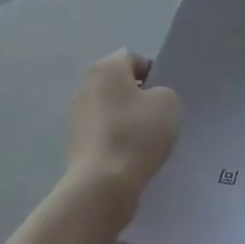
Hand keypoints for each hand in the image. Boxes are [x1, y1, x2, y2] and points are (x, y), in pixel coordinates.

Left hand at [63, 49, 181, 208]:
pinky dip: (118, 140)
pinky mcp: (76, 142)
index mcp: (106, 67)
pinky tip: (133, 156)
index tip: (167, 97)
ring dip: (129, 120)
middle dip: (140, 97)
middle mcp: (86, 85)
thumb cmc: (137, 134)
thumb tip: (152, 99)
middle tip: (161, 117)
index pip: (134, 59)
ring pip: (112, 110)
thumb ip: (164, 92)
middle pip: (120, 84)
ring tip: (149, 141)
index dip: (154, 74)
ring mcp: (77, 115)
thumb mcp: (168, 103)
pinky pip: (104, 133)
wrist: (103, 184)